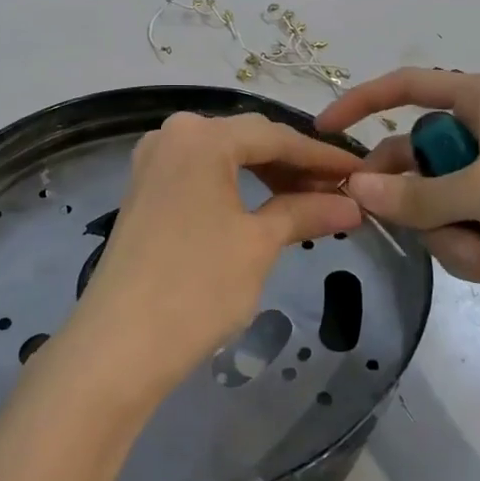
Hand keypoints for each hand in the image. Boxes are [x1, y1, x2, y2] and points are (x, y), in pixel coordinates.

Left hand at [66, 112, 362, 400]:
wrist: (119, 346)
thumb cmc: (197, 286)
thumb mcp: (259, 244)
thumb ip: (306, 212)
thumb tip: (352, 204)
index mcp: (200, 135)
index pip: (275, 136)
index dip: (322, 156)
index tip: (360, 172)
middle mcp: (172, 134)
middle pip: (247, 140)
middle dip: (294, 165)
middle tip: (338, 192)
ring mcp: (153, 162)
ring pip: (224, 158)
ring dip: (267, 177)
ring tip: (308, 203)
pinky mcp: (144, 191)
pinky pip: (201, 175)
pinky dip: (236, 188)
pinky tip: (264, 209)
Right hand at [317, 70, 479, 337]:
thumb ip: (416, 193)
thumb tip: (356, 187)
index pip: (409, 86)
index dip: (363, 101)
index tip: (325, 130)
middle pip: (414, 156)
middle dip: (414, 198)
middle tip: (403, 222)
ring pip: (432, 200)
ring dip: (446, 234)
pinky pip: (456, 228)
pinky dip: (468, 250)